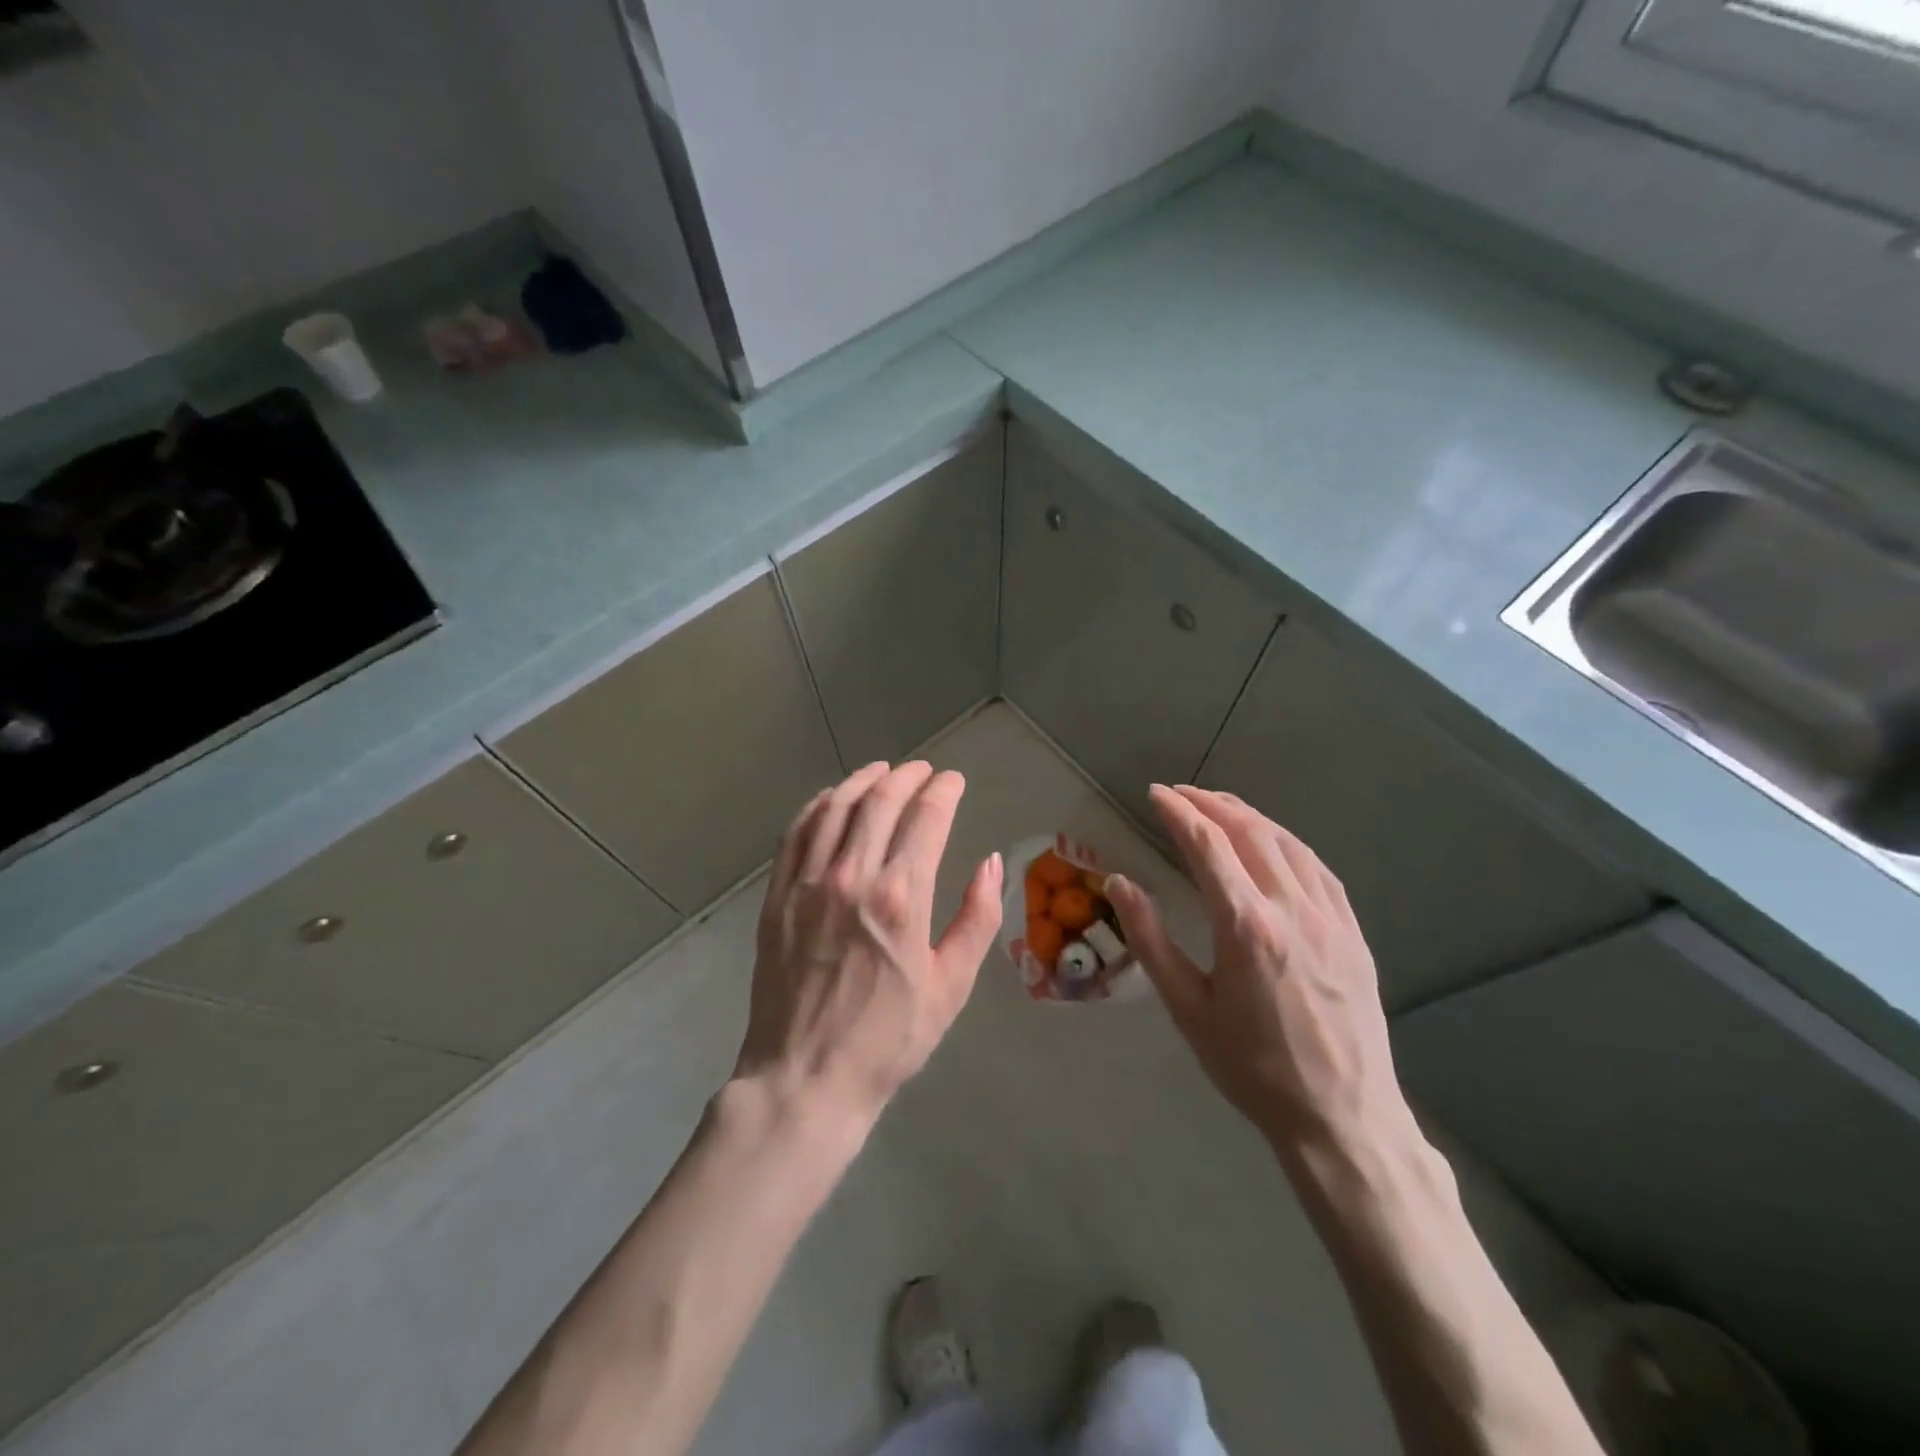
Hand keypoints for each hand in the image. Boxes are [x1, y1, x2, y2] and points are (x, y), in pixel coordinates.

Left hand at [735, 761, 1003, 1128]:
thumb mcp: (951, 986)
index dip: (943, 790)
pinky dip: (817, 805)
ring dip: (862, 780)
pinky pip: (796, 832)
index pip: (926, 817)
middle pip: (880, 801)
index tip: (954, 781)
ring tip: (882, 771)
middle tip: (923, 770)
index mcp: (901, 898)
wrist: (805, 1077)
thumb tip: (991, 863)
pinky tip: (831, 799)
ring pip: (835, 808)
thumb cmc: (888, 1038)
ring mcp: (807, 882)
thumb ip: (977, 918)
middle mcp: (852, 876)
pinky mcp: (777, 895)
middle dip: (907, 776)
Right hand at [1107, 785, 1414, 1159]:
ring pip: (1288, 843)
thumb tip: (1120, 882)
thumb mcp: (1188, 1008)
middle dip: (1211, 803)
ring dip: (1249, 815)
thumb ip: (1150, 939)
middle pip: (1249, 831)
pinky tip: (1273, 842)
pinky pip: (1318, 868)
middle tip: (1180, 793)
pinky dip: (1287, 842)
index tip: (1155, 794)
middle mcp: (1291, 908)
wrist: (1342, 1117)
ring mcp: (1330, 917)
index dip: (1178, 812)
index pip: (1207, 845)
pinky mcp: (1353, 932)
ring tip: (1219, 805)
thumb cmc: (1252, 1067)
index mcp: (1245, 925)